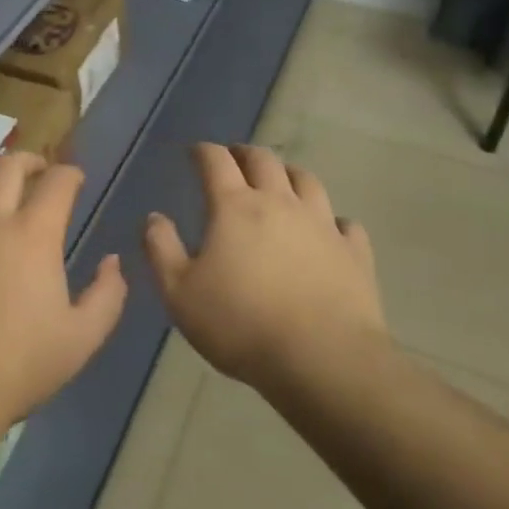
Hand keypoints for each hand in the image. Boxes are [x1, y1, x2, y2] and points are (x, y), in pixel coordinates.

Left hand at [0, 153, 125, 431]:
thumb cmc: (18, 367)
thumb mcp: (82, 339)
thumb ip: (107, 295)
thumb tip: (112, 261)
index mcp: (33, 236)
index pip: (57, 183)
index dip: (70, 174)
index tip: (74, 180)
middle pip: (7, 167)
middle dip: (27, 160)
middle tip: (34, 168)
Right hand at [144, 144, 382, 388]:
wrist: (322, 358)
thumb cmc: (240, 324)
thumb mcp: (180, 293)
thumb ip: (161, 249)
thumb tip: (154, 217)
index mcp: (235, 207)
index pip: (216, 161)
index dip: (203, 151)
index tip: (195, 152)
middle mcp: (280, 203)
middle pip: (263, 160)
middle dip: (245, 153)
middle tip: (235, 158)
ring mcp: (322, 224)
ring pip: (307, 181)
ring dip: (289, 173)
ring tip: (281, 180)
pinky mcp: (354, 252)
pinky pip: (345, 224)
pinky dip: (333, 220)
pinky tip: (330, 229)